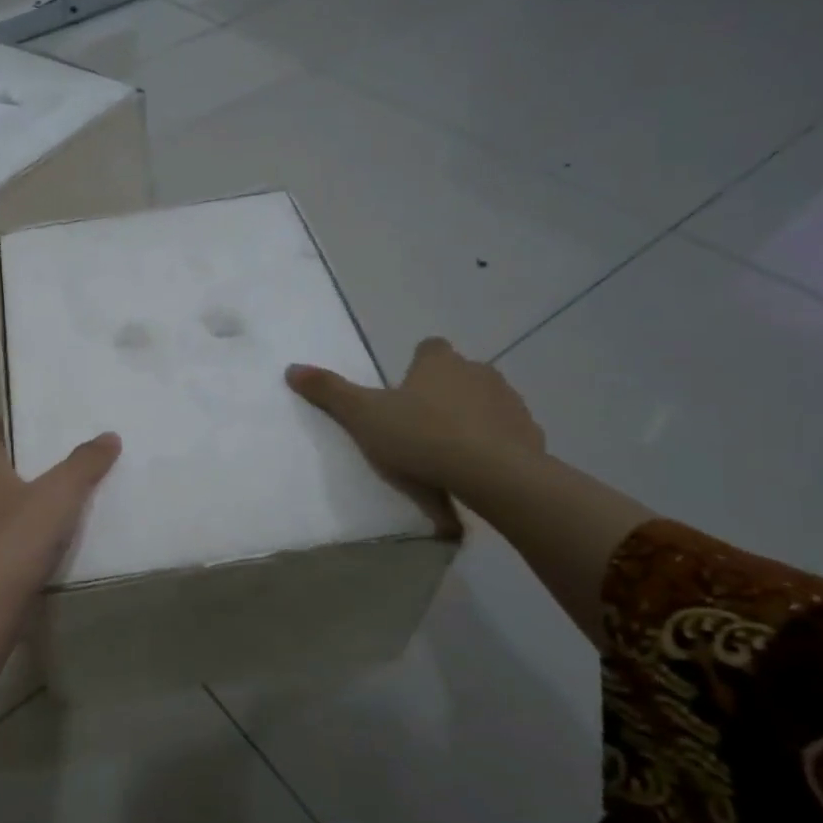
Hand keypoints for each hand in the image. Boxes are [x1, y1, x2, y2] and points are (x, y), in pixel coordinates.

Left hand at [0, 427, 121, 586]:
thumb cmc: (21, 534)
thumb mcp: (61, 491)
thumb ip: (85, 462)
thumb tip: (109, 436)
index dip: (22, 422)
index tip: (49, 417)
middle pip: (10, 469)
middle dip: (38, 462)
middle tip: (74, 452)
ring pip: (14, 503)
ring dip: (39, 498)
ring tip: (75, 493)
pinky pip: (19, 535)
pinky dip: (38, 530)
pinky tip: (64, 535)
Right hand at [286, 338, 544, 524]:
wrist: (491, 474)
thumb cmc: (420, 436)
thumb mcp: (362, 415)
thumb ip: (329, 392)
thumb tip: (291, 368)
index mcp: (438, 362)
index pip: (429, 348)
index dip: (417, 366)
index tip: (405, 391)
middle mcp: (479, 372)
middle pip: (459, 375)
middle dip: (444, 394)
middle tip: (420, 427)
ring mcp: (510, 402)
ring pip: (486, 403)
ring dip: (471, 420)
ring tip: (449, 453)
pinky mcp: (530, 434)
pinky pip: (508, 434)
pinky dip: (494, 446)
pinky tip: (477, 471)